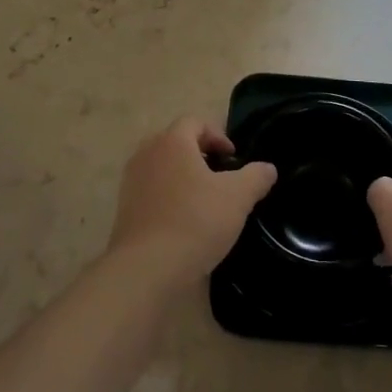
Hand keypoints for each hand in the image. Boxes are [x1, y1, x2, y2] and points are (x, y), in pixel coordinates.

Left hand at [107, 117, 276, 285]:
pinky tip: (184, 222)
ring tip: (204, 201)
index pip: (195, 122)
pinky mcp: (124, 209)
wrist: (148, 269)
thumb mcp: (238, 197)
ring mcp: (131, 181)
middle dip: (199, 155)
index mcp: (172, 142)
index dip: (218, 135)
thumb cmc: (196, 221)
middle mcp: (147, 154)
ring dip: (183, 177)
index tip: (233, 158)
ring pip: (162, 167)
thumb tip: (268, 168)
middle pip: (176, 142)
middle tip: (220, 176)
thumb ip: (256, 176)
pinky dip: (168, 198)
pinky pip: (151, 191)